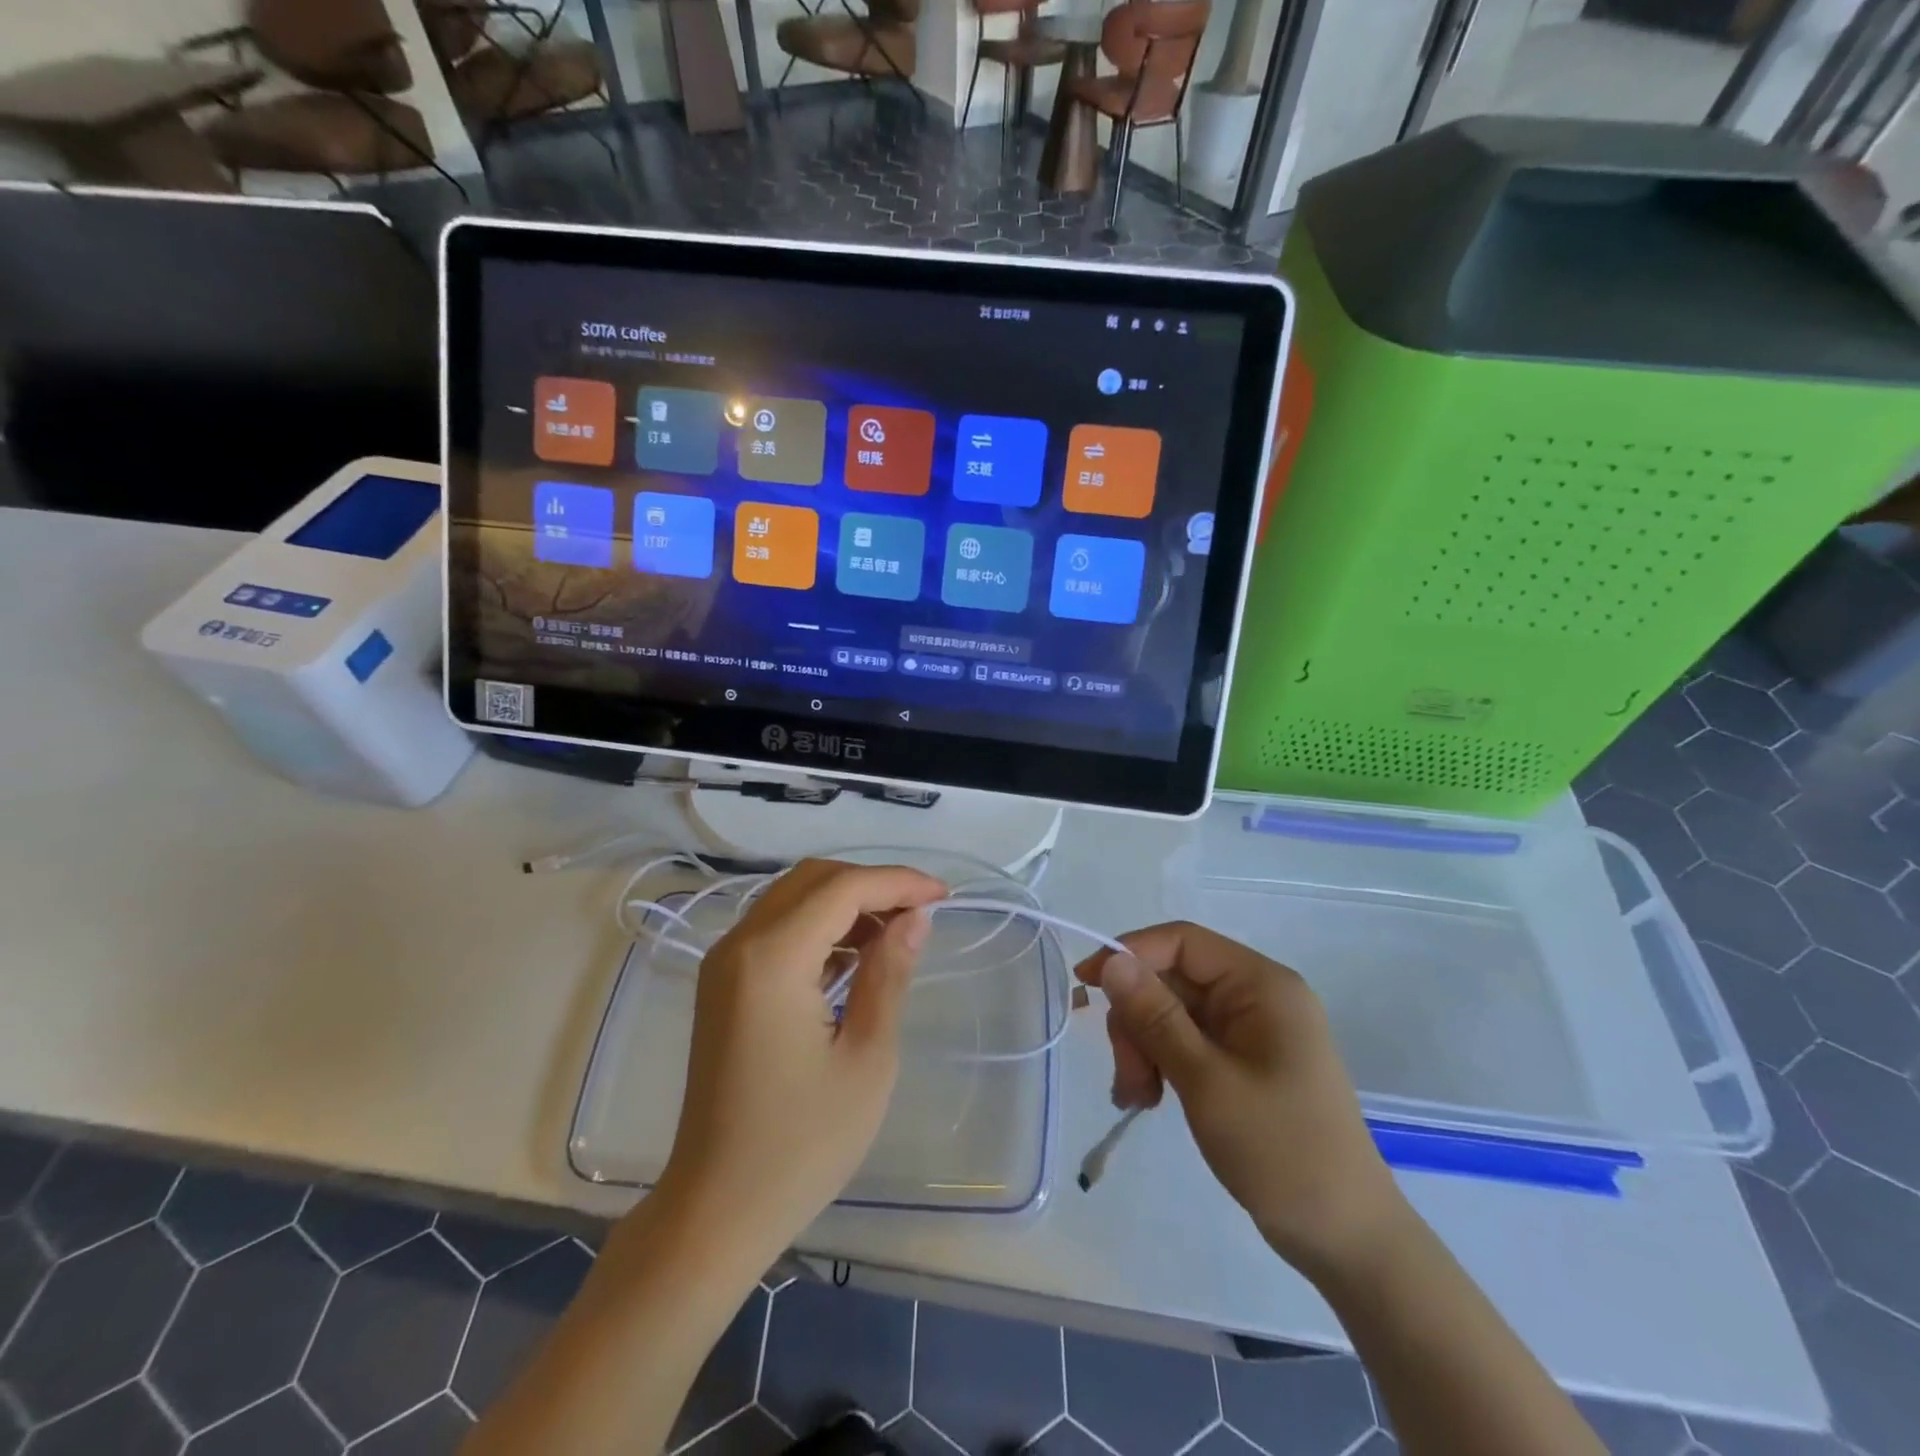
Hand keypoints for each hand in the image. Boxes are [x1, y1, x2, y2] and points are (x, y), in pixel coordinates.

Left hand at [658, 858, 946, 1263]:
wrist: (717, 1209)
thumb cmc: (802, 1143)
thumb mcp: (867, 1057)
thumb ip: (889, 974)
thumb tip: (914, 917)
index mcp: (771, 959)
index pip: (842, 889)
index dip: (897, 882)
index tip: (944, 897)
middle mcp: (739, 944)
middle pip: (813, 880)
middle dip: (872, 885)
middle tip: (920, 914)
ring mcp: (724, 963)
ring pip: (793, 899)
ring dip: (845, 903)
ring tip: (895, 934)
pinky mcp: (723, 984)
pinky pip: (776, 929)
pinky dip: (819, 927)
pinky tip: (854, 959)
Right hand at [1076, 923, 1407, 1280]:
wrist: (1347, 1239)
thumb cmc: (1281, 1151)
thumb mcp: (1207, 1081)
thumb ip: (1155, 1017)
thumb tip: (1111, 961)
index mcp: (1262, 985)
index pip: (1182, 941)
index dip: (1130, 954)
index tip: (1086, 985)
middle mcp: (1256, 996)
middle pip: (1172, 979)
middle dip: (1137, 1021)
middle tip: (1126, 1077)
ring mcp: (1250, 1030)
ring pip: (1171, 1012)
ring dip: (1143, 1047)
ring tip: (1136, 1098)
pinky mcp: (1242, 1061)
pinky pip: (1185, 1041)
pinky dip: (1160, 1063)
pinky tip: (1148, 1098)